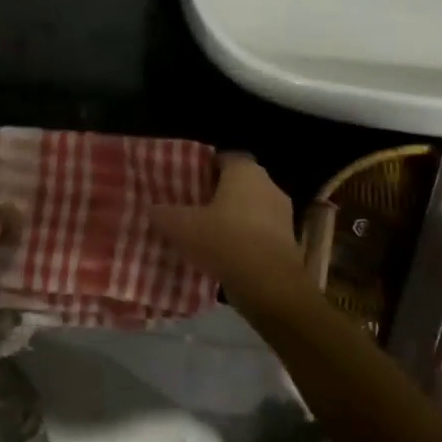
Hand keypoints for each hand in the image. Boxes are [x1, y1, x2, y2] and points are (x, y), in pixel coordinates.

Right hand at [149, 154, 305, 293]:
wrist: (268, 283)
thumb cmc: (224, 240)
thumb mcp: (181, 227)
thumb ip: (163, 214)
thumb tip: (152, 209)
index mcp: (245, 172)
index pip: (224, 158)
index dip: (205, 169)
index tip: (188, 182)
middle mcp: (269, 186)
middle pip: (239, 184)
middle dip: (218, 194)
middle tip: (194, 208)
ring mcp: (283, 214)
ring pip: (251, 209)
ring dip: (233, 219)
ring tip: (208, 234)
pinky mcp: (289, 241)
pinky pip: (261, 233)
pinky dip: (245, 239)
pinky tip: (226, 254)